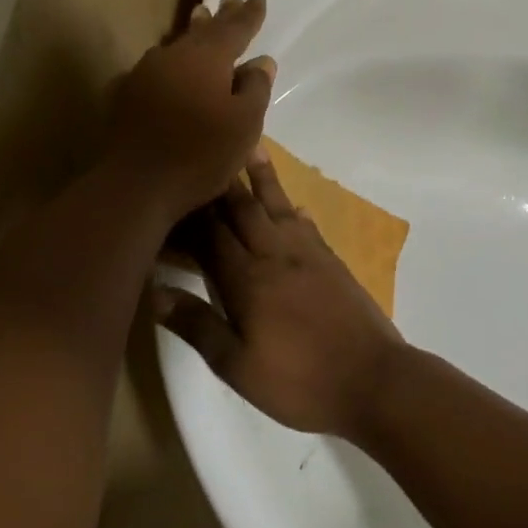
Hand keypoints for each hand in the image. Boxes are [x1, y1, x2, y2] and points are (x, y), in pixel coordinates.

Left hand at [103, 0, 275, 222]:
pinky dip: (170, 64)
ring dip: (192, 34)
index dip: (249, 14)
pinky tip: (168, 67)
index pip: (235, 28)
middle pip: (202, 30)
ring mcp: (145, 74)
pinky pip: (155, 69)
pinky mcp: (126, 96)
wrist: (135, 184)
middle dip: (220, 15)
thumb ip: (255, 89)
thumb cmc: (200, 154)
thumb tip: (261, 62)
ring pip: (176, 46)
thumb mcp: (244, 126)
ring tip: (201, 19)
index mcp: (208, 59)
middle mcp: (174, 56)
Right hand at [155, 150, 408, 438]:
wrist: (374, 381)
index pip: (209, 235)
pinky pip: (307, 225)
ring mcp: (308, 255)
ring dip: (261, 178)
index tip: (169, 189)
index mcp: (247, 279)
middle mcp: (275, 255)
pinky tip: (292, 206)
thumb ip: (197, 325)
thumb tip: (154, 292)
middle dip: (220, 183)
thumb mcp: (237, 366)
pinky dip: (294, 210)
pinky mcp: (332, 262)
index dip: (188, 213)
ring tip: (251, 146)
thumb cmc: (299, 381)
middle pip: (242, 209)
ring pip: (277, 206)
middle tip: (205, 150)